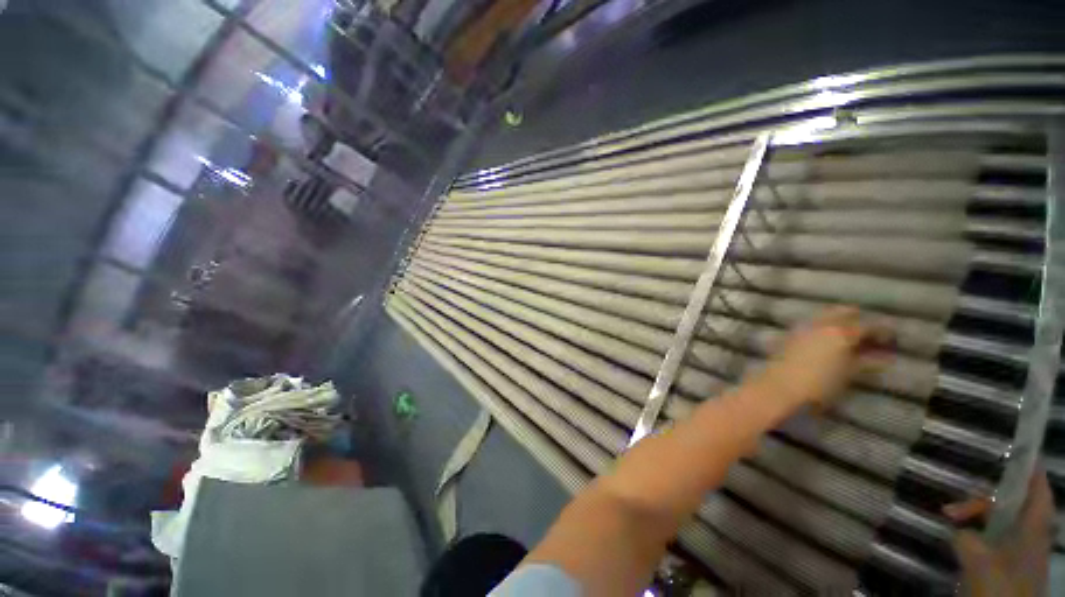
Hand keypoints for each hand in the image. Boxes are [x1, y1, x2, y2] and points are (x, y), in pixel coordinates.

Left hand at [757, 306, 893, 408]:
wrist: (778, 388)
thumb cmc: (818, 385)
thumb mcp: (848, 375)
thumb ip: (867, 362)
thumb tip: (884, 357)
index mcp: (840, 332)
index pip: (868, 325)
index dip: (882, 331)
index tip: (892, 339)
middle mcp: (820, 324)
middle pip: (844, 312)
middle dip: (858, 319)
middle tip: (870, 335)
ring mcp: (802, 328)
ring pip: (825, 316)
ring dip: (839, 322)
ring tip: (850, 339)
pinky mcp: (789, 335)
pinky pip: (811, 324)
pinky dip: (823, 328)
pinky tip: (828, 342)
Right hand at [943, 468, 1053, 596]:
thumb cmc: (1001, 587)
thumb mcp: (978, 561)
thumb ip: (966, 537)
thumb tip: (956, 526)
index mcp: (1034, 528)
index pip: (1038, 489)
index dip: (1030, 469)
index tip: (1017, 450)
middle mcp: (1031, 534)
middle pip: (1013, 505)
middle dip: (985, 498)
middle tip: (955, 503)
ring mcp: (1021, 551)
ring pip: (1001, 522)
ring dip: (977, 517)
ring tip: (950, 519)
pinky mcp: (1009, 564)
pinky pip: (994, 537)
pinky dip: (977, 532)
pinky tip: (960, 538)